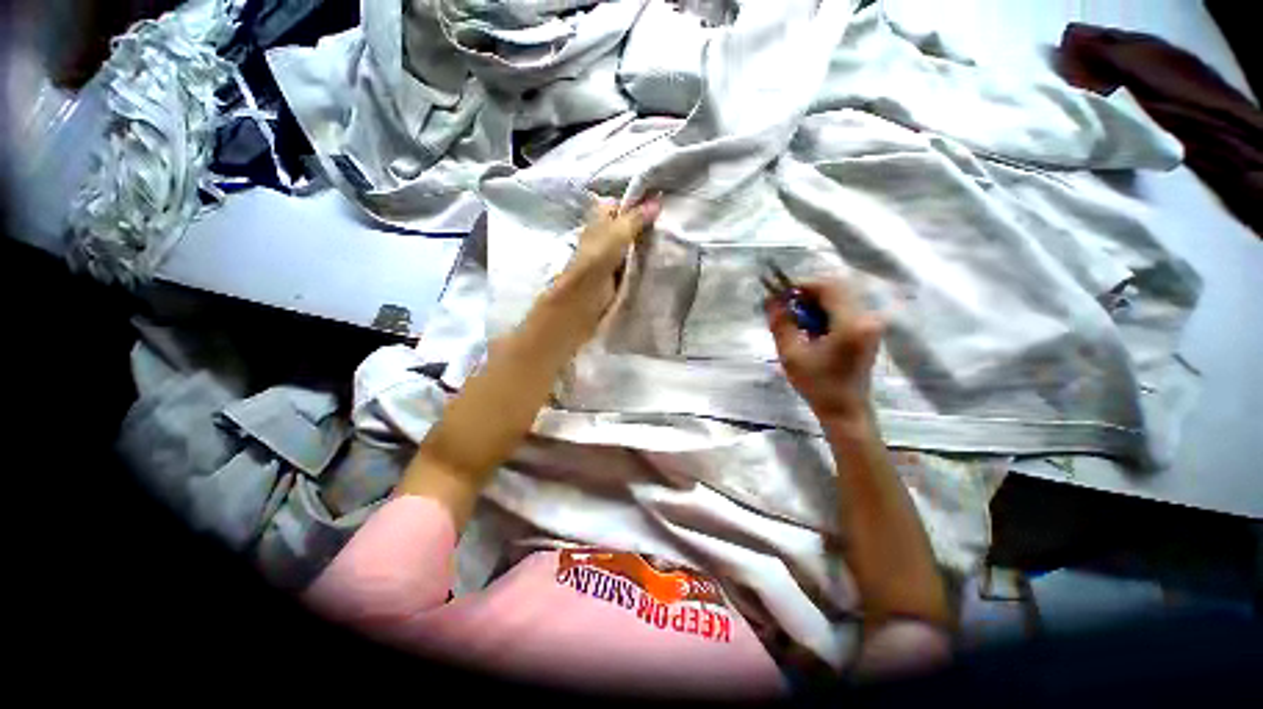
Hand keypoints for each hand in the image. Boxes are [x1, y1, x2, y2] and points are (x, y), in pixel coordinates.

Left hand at [553, 196, 660, 322]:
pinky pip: (637, 261)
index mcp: (600, 218)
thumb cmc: (596, 260)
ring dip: (650, 244)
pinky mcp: (620, 273)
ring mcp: (613, 255)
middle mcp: (606, 234)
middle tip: (672, 224)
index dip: (639, 203)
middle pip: (630, 225)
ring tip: (674, 240)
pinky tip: (664, 258)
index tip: (662, 205)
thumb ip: (636, 218)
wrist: (586, 298)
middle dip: (648, 225)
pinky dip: (647, 260)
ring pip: (635, 244)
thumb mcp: (617, 233)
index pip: (621, 204)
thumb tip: (658, 201)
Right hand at [766, 278, 883, 423]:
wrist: (845, 410)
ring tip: (797, 319)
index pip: (828, 287)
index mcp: (850, 324)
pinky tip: (811, 328)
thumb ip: (781, 324)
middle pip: (836, 288)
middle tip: (787, 307)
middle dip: (808, 293)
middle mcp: (866, 318)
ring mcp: (870, 324)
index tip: (781, 294)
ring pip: (840, 297)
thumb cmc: (817, 385)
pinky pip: (845, 309)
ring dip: (816, 302)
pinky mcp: (867, 330)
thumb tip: (771, 300)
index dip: (802, 285)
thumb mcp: (791, 354)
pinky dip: (825, 311)